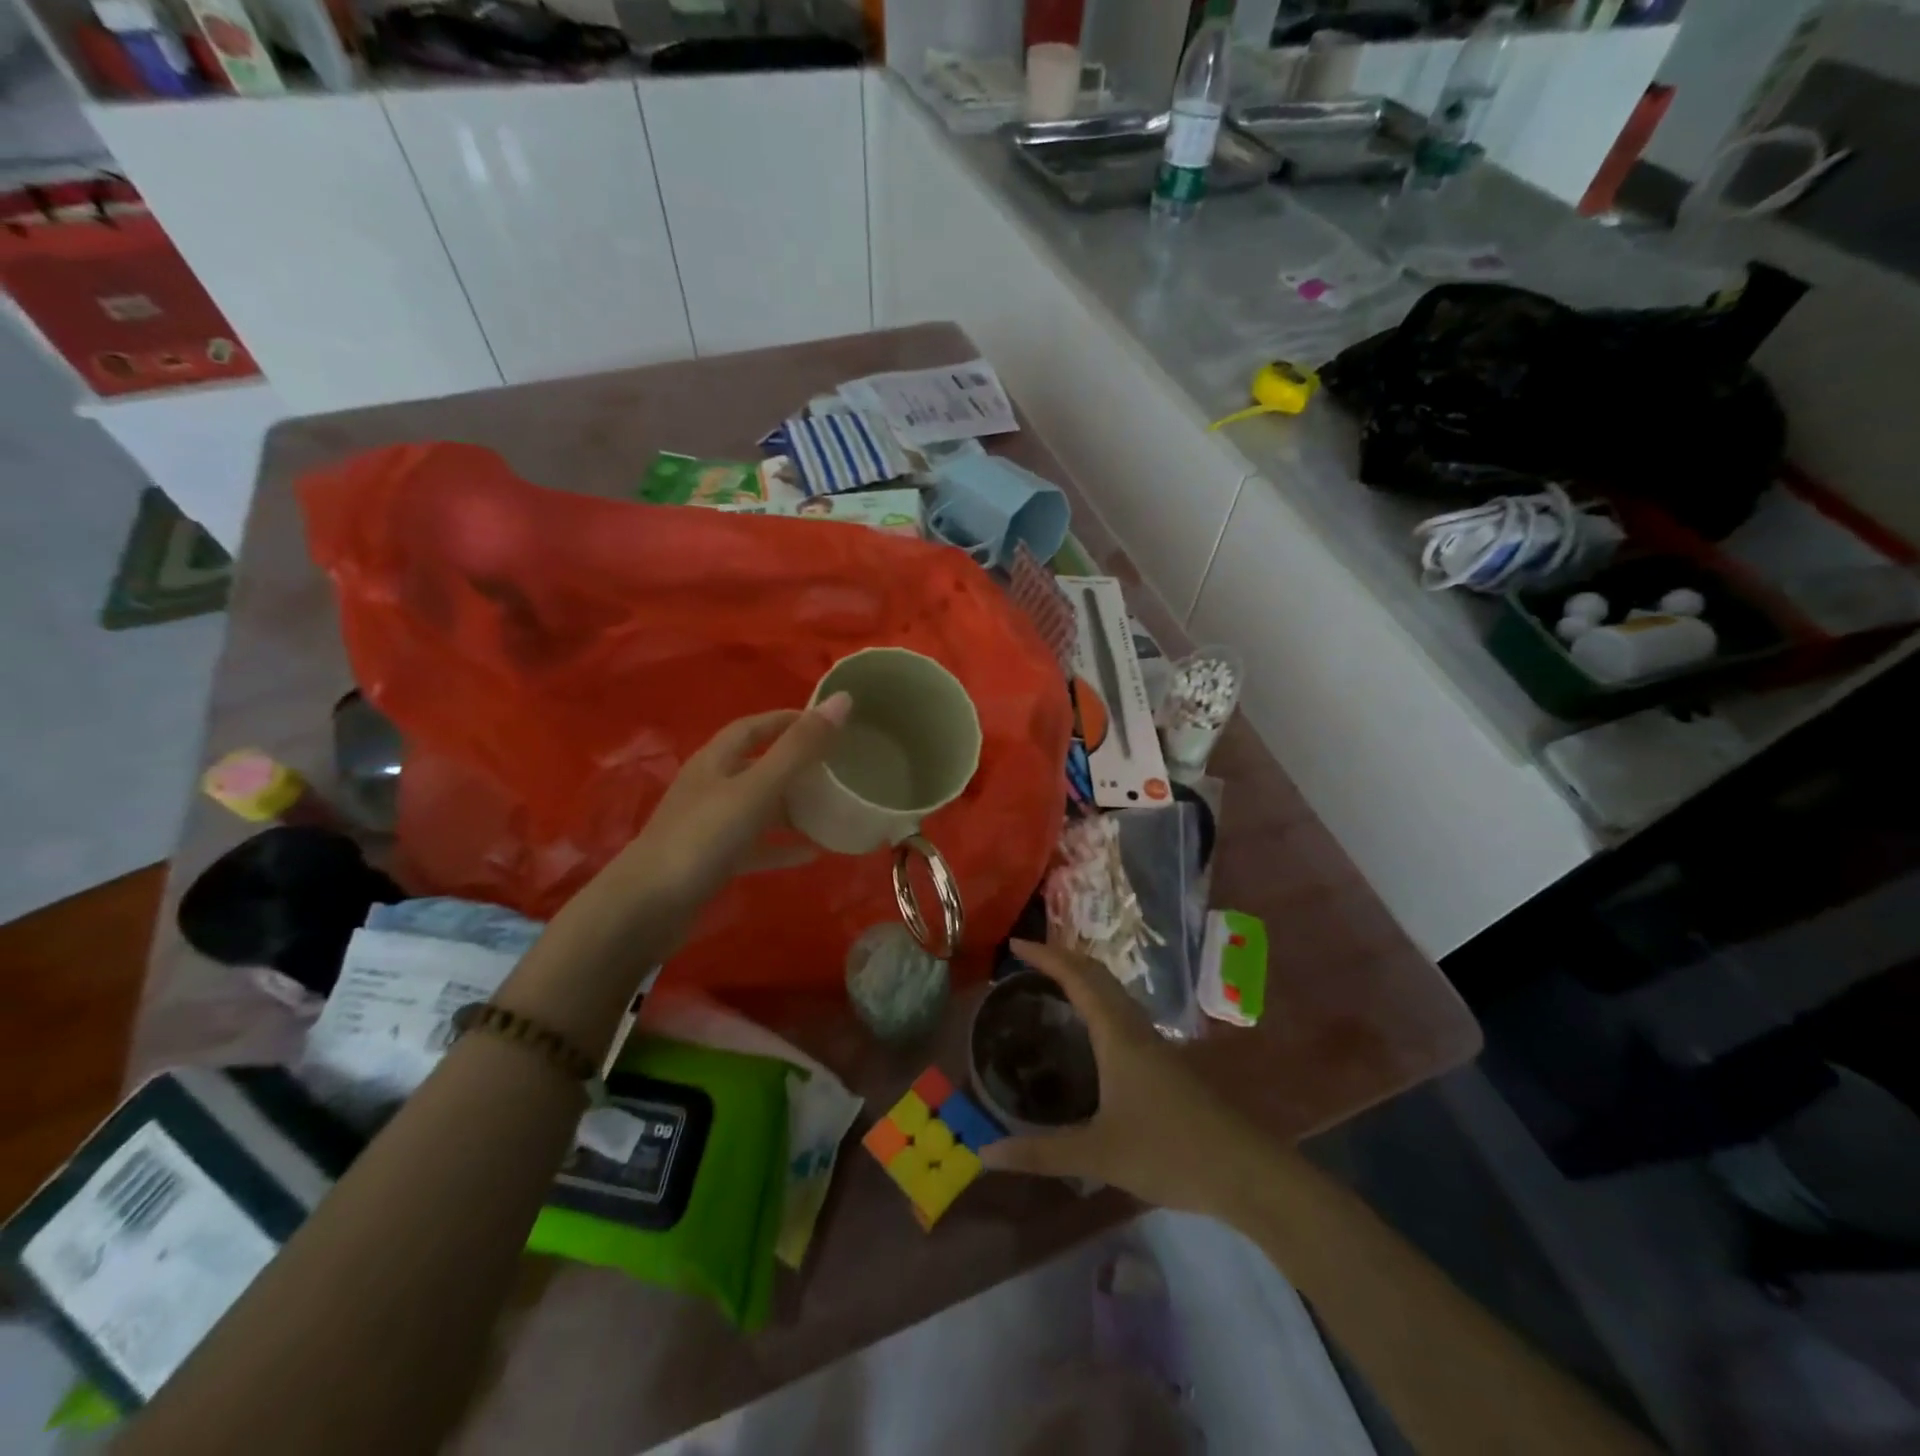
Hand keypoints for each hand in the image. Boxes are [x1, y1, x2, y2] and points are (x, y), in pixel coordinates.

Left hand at [624, 694, 850, 906]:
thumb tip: (842, 700)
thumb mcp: (756, 788)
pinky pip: (755, 845)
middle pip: (757, 765)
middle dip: (794, 763)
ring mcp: (708, 825)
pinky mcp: (712, 860)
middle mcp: (710, 786)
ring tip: (831, 809)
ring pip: (758, 806)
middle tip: (836, 767)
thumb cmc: (702, 838)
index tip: (827, 723)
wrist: (647, 908)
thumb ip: (798, 748)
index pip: (753, 727)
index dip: (787, 720)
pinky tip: (811, 854)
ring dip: (791, 806)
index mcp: (715, 761)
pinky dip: (782, 845)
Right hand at [981, 940, 1265, 1217]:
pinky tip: (1092, 1033)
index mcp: (1117, 1035)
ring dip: (1084, 979)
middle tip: (1028, 960)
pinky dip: (1100, 1003)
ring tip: (1053, 986)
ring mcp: (1156, 1044)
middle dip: (1063, 959)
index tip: (1015, 945)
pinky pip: (1124, 1013)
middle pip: (1098, 975)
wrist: (1245, 1171)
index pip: (1077, 978)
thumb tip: (984, 1155)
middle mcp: (1136, 1028)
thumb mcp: (1099, 1155)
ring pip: (1115, 993)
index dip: (1046, 956)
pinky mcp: (1167, 1063)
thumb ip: (1040, 1153)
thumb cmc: (1170, 1152)